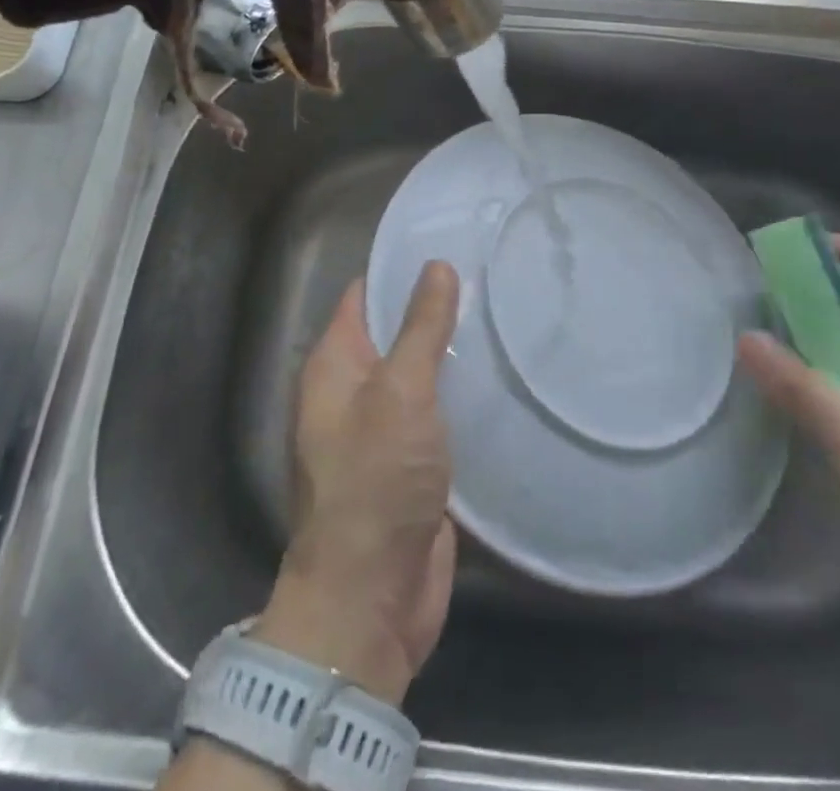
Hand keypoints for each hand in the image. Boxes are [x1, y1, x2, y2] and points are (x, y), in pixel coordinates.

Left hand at [255, 262, 459, 704]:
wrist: (370, 599)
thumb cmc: (375, 482)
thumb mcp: (400, 393)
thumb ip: (421, 328)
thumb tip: (436, 265)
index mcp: (334, 365)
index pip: (365, 295)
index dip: (401, 268)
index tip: (450, 241)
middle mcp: (354, 391)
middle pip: (396, 332)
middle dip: (436, 307)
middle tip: (492, 274)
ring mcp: (385, 429)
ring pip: (421, 373)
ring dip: (453, 352)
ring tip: (505, 313)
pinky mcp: (414, 462)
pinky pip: (438, 412)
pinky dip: (461, 394)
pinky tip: (502, 375)